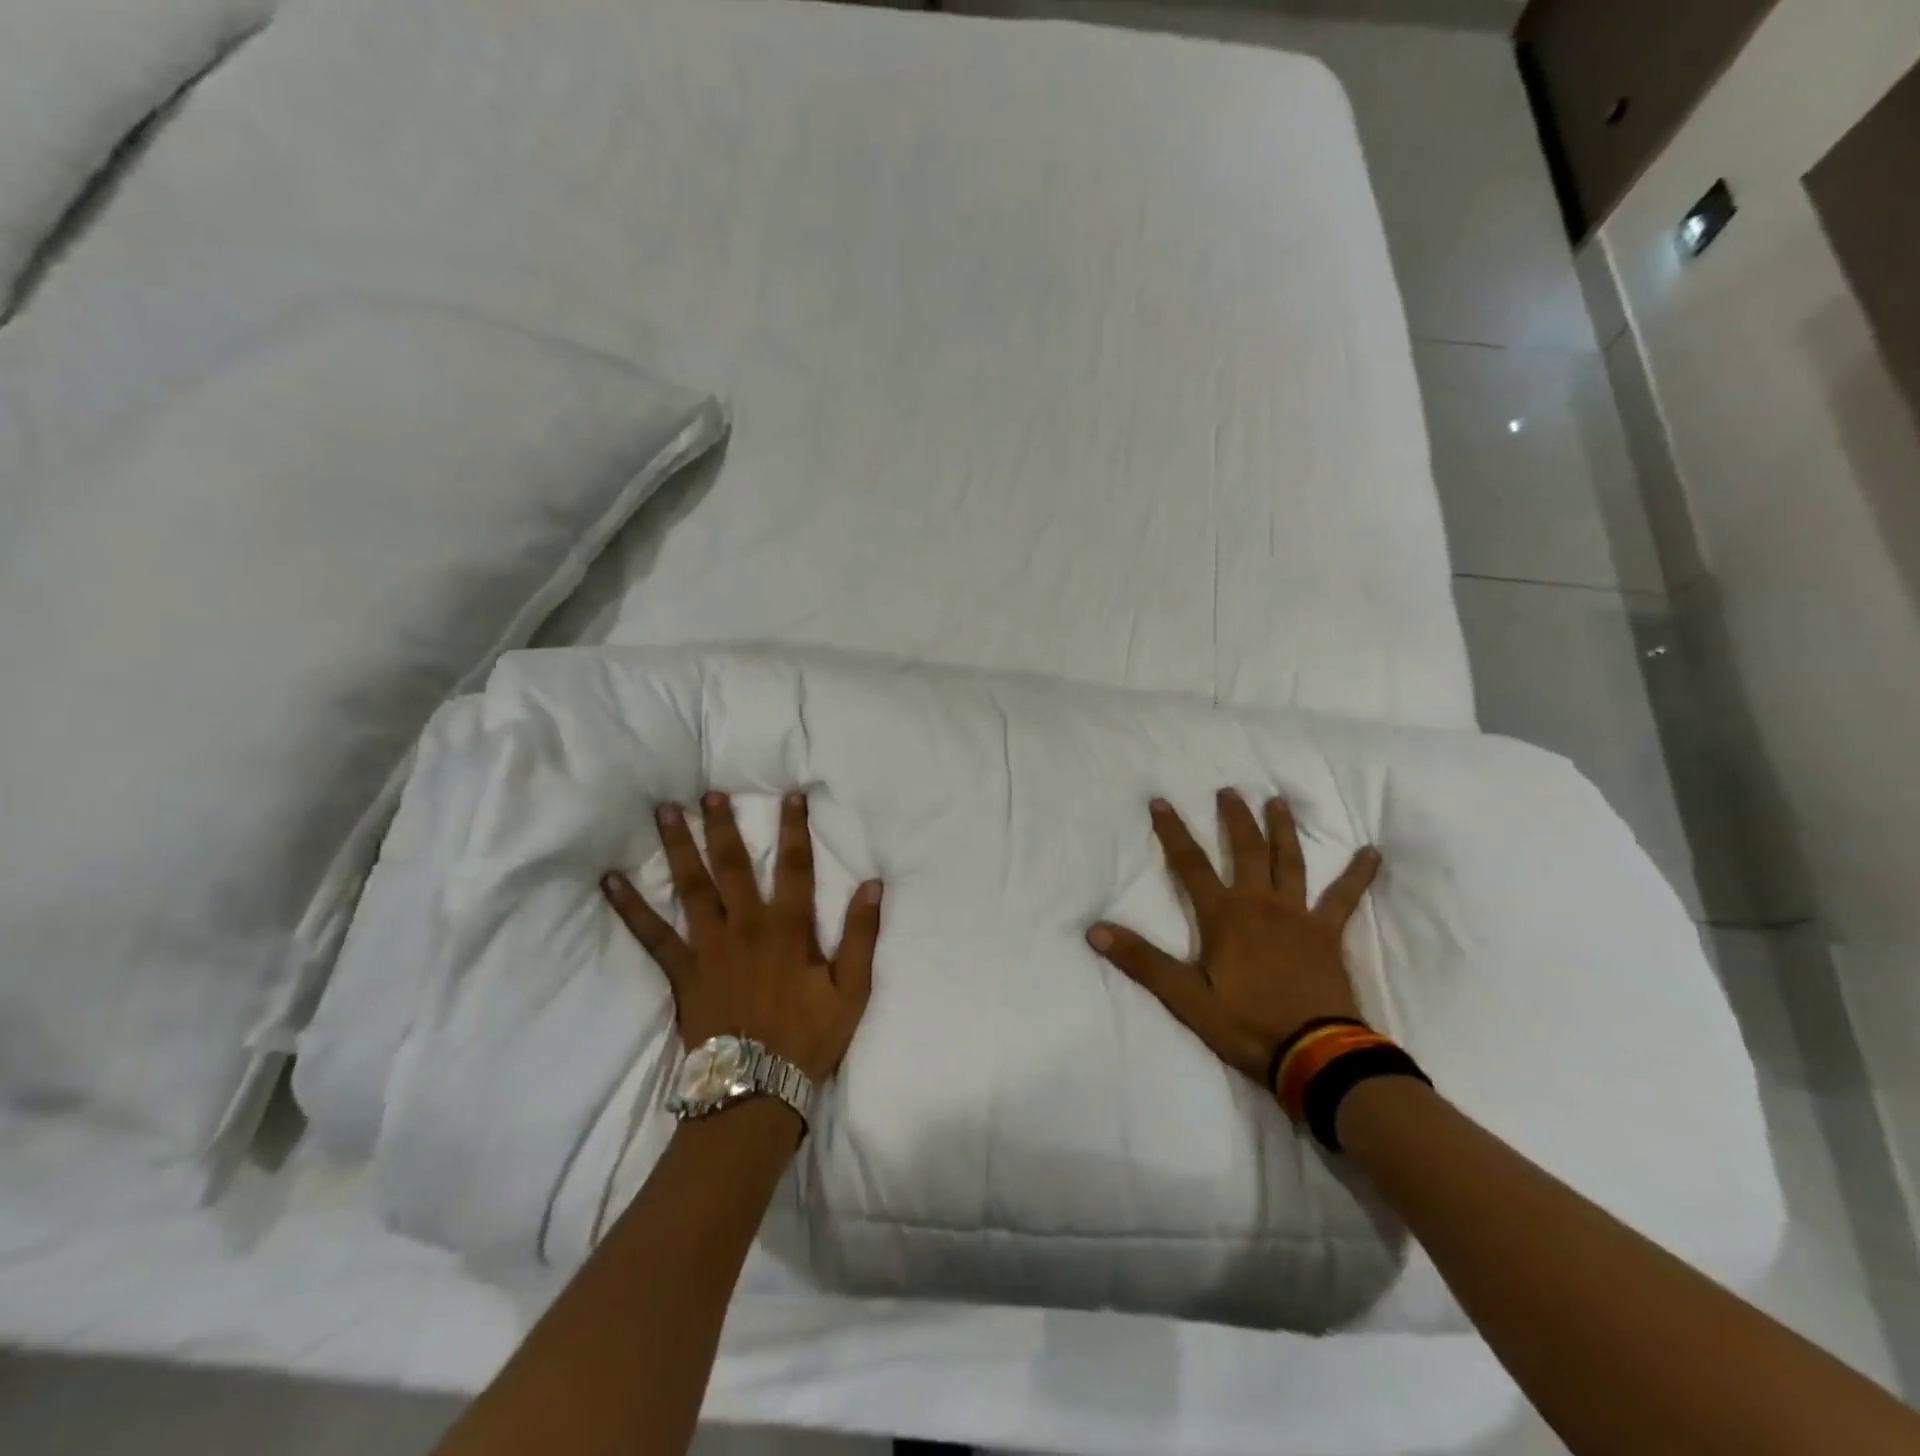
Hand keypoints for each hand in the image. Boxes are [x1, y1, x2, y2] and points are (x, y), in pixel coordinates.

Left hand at [601, 791, 883, 1084]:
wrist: (755, 1090)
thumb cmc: (809, 1038)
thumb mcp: (852, 990)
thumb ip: (861, 935)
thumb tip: (873, 884)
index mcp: (788, 929)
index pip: (795, 866)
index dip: (794, 828)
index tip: (790, 794)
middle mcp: (745, 927)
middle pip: (733, 866)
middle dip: (723, 826)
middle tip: (708, 792)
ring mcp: (709, 947)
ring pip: (691, 887)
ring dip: (679, 847)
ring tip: (665, 813)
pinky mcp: (682, 971)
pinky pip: (652, 935)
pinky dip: (631, 908)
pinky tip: (611, 881)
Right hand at [1087, 790, 1380, 1088]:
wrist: (1316, 1055)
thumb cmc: (1246, 1025)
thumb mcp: (1186, 997)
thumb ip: (1143, 961)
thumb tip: (1095, 930)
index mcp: (1224, 916)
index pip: (1190, 864)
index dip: (1173, 832)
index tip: (1161, 802)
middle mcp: (1259, 904)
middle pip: (1244, 850)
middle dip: (1234, 818)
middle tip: (1228, 791)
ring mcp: (1298, 916)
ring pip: (1289, 862)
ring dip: (1282, 830)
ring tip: (1277, 802)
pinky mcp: (1327, 934)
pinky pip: (1345, 898)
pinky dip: (1358, 875)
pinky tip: (1372, 852)